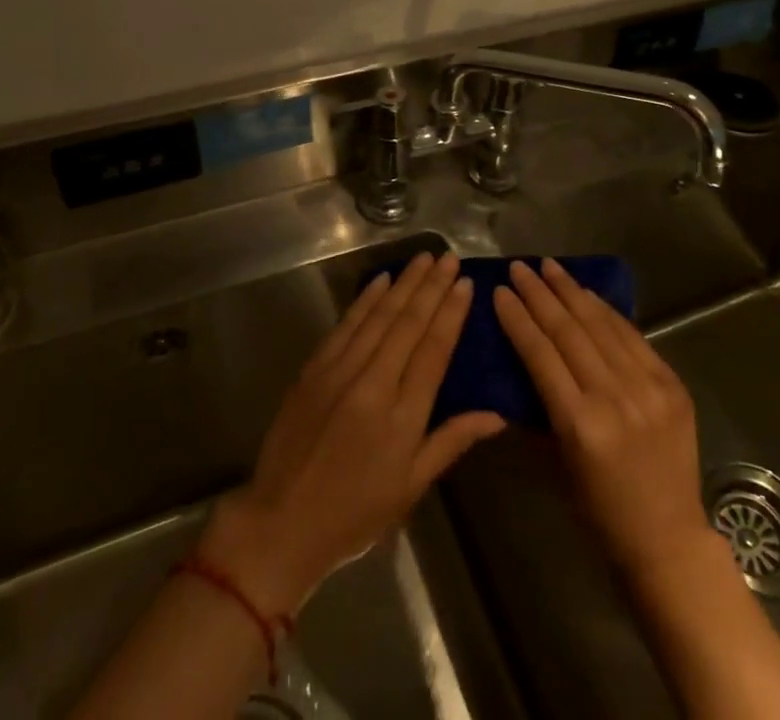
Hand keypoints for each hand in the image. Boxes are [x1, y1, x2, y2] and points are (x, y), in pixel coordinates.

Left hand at [200, 251, 505, 614]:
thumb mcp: (410, 487)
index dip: (451, 313)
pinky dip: (365, 300)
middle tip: (449, 258)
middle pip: (409, 324)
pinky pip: (346, 325)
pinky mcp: (314, 369)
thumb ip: (451, 441)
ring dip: (404, 284)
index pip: (434, 351)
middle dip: (432, 287)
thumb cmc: (355, 513)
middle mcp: (373, 384)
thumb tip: (497, 416)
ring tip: (424, 258)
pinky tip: (382, 280)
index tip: (466, 283)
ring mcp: (340, 372)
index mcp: (402, 417)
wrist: (282, 523)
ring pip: (379, 316)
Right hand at [493, 258, 715, 577]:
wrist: (669, 539)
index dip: (518, 319)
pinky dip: (606, 310)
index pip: (541, 354)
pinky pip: (633, 336)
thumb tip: (518, 364)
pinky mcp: (671, 384)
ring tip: (549, 266)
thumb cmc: (600, 511)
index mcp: (580, 425)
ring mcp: (648, 388)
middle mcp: (614, 398)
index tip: (500, 292)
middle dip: (540, 294)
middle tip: (520, 267)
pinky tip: (587, 292)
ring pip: (601, 324)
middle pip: (569, 331)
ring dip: (571, 291)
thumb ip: (540, 410)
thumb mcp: (557, 463)